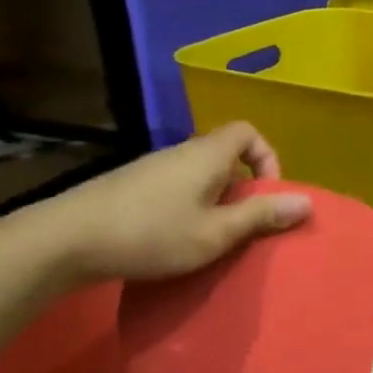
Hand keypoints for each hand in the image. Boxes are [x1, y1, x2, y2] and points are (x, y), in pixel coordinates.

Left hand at [19, 123, 310, 284]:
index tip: (266, 194)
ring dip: (214, 198)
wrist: (65, 241)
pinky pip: (174, 186)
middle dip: (242, 186)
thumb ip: (261, 216)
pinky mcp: (129, 186)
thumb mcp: (216, 233)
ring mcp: (150, 168)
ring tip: (211, 235)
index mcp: (207, 155)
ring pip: (198, 172)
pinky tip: (174, 237)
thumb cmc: (152, 234)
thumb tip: (307, 202)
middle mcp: (180, 152)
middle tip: (242, 222)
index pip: (247, 132)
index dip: (266, 157)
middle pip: (224, 153)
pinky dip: (188, 204)